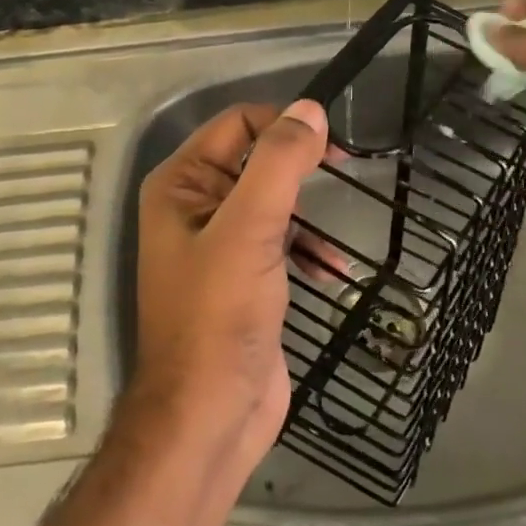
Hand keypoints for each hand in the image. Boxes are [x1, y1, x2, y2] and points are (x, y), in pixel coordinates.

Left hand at [132, 99, 329, 463]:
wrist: (209, 416)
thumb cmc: (219, 315)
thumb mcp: (250, 230)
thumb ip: (278, 164)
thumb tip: (310, 109)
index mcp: (181, 184)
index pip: (237, 125)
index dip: (284, 125)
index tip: (332, 145)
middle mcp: (194, 205)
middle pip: (256, 160)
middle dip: (299, 169)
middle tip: (345, 173)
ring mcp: (219, 244)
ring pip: (273, 202)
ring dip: (308, 214)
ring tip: (335, 236)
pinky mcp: (243, 277)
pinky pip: (280, 242)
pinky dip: (307, 249)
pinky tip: (332, 273)